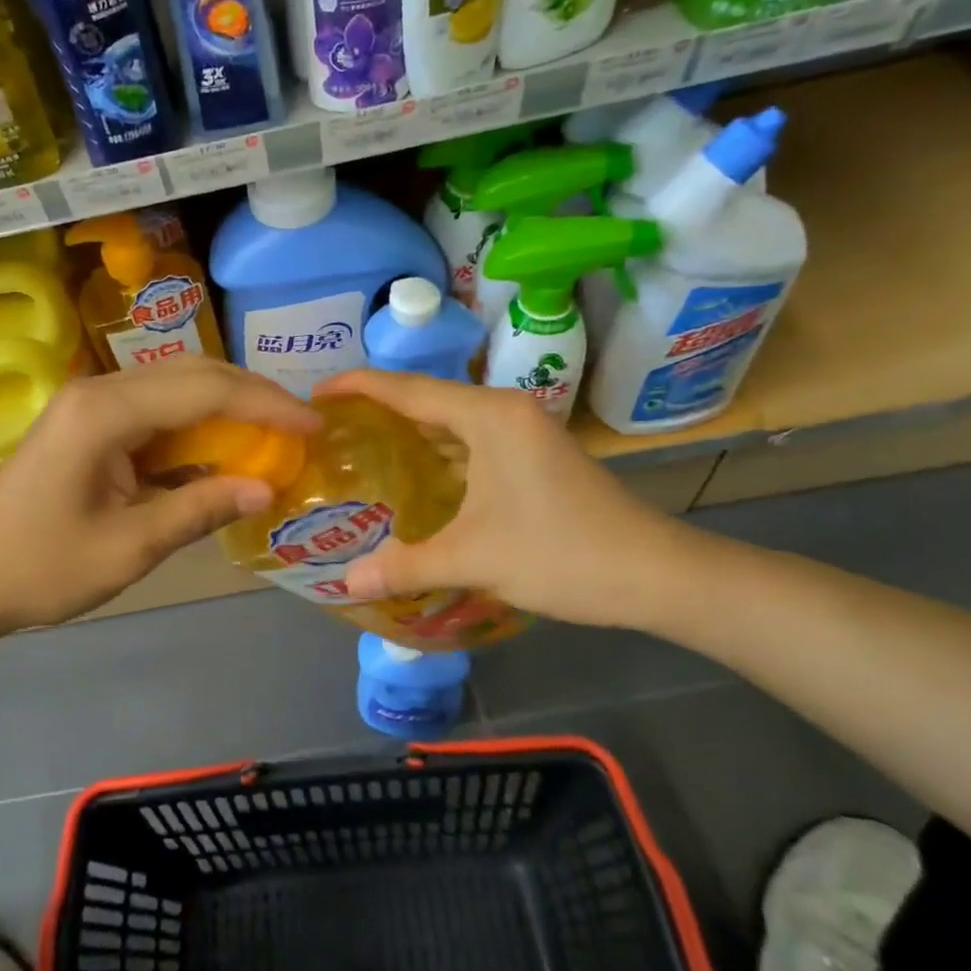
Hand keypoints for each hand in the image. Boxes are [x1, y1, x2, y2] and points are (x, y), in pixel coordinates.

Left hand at [0, 359, 321, 647]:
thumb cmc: (39, 568)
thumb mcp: (129, 547)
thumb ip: (200, 509)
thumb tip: (266, 488)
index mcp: (105, 412)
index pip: (205, 390)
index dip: (267, 404)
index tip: (314, 425)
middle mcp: (100, 391)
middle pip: (193, 375)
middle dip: (252, 397)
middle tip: (301, 428)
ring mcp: (91, 404)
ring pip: (176, 389)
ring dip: (227, 408)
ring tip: (274, 436)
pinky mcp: (88, 424)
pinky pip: (155, 413)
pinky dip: (196, 428)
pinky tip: (222, 451)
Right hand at [319, 369, 695, 629]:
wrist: (655, 575)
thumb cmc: (561, 553)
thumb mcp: (474, 559)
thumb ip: (405, 565)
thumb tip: (347, 583)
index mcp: (489, 416)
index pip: (409, 390)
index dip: (359, 387)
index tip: (316, 393)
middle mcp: (505, 412)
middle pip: (428, 400)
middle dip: (378, 411)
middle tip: (329, 429)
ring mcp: (523, 433)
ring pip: (451, 424)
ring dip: (409, 434)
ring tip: (359, 450)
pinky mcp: (533, 457)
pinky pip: (470, 444)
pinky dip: (437, 456)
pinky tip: (413, 481)